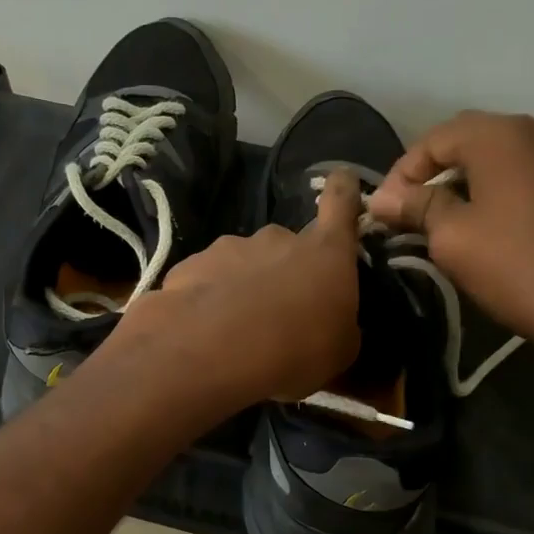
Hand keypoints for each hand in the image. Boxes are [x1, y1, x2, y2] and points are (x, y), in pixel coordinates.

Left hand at [102, 172, 363, 411]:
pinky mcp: (190, 265)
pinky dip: (208, 299)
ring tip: (237, 328)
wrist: (209, 353)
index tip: (342, 180)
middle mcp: (278, 238)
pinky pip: (207, 279)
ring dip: (244, 286)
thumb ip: (339, 326)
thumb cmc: (294, 353)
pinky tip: (205, 330)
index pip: (341, 202)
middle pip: (286, 246)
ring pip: (243, 262)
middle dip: (283, 270)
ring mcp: (229, 247)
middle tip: (280, 312)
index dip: (343, 190)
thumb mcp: (339, 353)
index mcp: (325, 253)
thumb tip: (333, 322)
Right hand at [366, 112, 533, 358]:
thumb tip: (383, 198)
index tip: (385, 211)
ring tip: (450, 220)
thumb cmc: (517, 267)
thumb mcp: (452, 237)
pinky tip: (496, 226)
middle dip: (435, 174)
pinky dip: (505, 192)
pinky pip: (533, 176)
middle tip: (412, 213)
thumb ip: (415, 206)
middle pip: (470, 142)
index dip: (402, 174)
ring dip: (471, 182)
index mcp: (501, 135)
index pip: (434, 139)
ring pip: (504, 159)